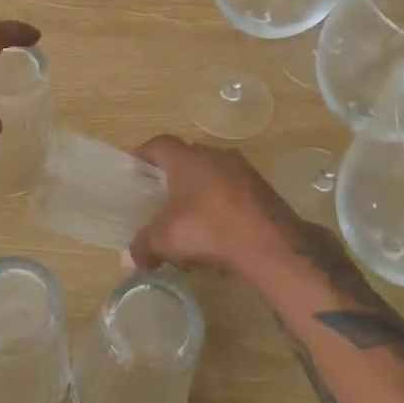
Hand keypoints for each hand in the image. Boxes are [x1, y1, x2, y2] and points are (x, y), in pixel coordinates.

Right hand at [127, 134, 300, 274]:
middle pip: (188, 157)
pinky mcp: (262, 188)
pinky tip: (219, 232)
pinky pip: (233, 191)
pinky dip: (222, 205)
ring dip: (201, 191)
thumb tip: (132, 258)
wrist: (271, 244)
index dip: (145, 154)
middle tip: (162, 197)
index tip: (136, 168)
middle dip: (174, 176)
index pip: (159, 144)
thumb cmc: (208, 230)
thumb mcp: (166, 240)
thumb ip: (143, 246)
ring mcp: (242, 169)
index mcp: (187, 159)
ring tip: (192, 219)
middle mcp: (214, 155)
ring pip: (213, 174)